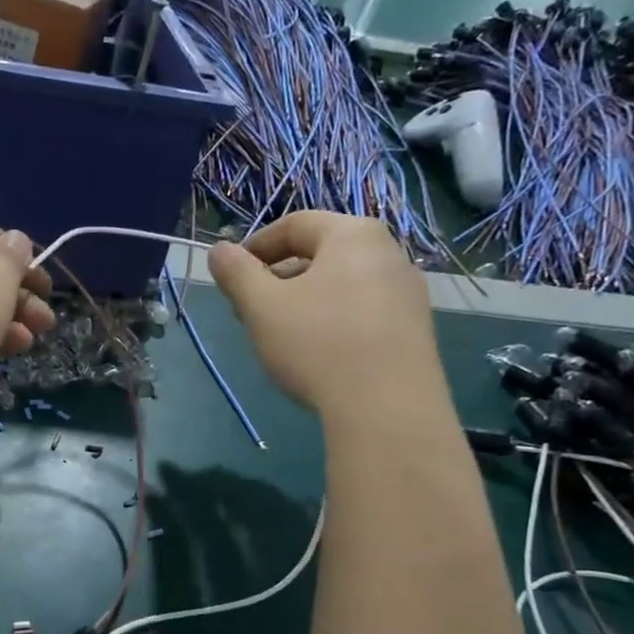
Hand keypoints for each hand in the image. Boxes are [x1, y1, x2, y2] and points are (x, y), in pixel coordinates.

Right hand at [208, 212, 437, 414]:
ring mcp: (407, 292)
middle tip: (249, 310)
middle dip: (278, 277)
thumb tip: (218, 251)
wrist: (388, 409)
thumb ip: (237, 274)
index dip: (255, 246)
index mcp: (352, 234)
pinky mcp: (415, 328)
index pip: (295, 224)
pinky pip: (362, 310)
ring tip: (279, 334)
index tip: (231, 276)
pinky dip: (332, 320)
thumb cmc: (318, 344)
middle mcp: (388, 252)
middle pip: (320, 253)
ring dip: (303, 301)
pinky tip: (316, 353)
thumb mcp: (262, 307)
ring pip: (341, 284)